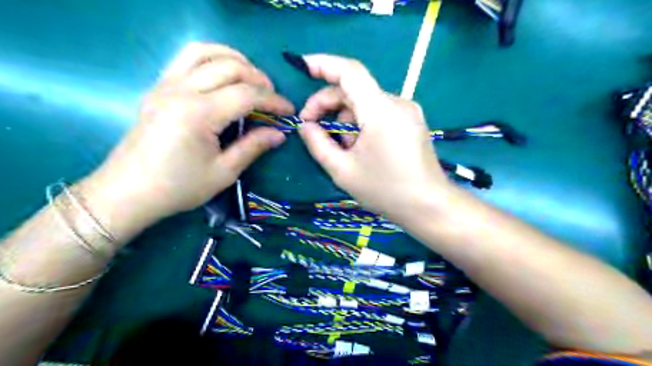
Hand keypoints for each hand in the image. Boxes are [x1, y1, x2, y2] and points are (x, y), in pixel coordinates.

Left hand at [82, 41, 295, 242]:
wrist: (128, 192)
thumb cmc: (179, 187)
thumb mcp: (223, 172)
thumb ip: (253, 147)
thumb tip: (280, 133)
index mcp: (199, 114)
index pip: (247, 95)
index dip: (274, 101)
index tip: (289, 111)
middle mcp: (182, 90)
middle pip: (231, 67)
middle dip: (259, 79)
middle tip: (273, 98)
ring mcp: (166, 84)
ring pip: (206, 52)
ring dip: (236, 60)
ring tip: (252, 78)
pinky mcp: (159, 87)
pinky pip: (186, 57)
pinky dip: (212, 57)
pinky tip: (223, 73)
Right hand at [298, 55, 451, 222]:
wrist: (429, 206)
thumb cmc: (385, 190)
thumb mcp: (343, 170)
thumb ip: (318, 144)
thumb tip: (305, 125)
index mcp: (380, 110)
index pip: (350, 71)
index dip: (324, 64)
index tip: (302, 67)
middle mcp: (397, 102)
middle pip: (354, 90)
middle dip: (327, 104)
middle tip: (310, 127)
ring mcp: (407, 111)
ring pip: (365, 103)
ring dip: (345, 119)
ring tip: (341, 148)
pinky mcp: (411, 122)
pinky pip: (379, 113)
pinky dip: (361, 124)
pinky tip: (359, 147)